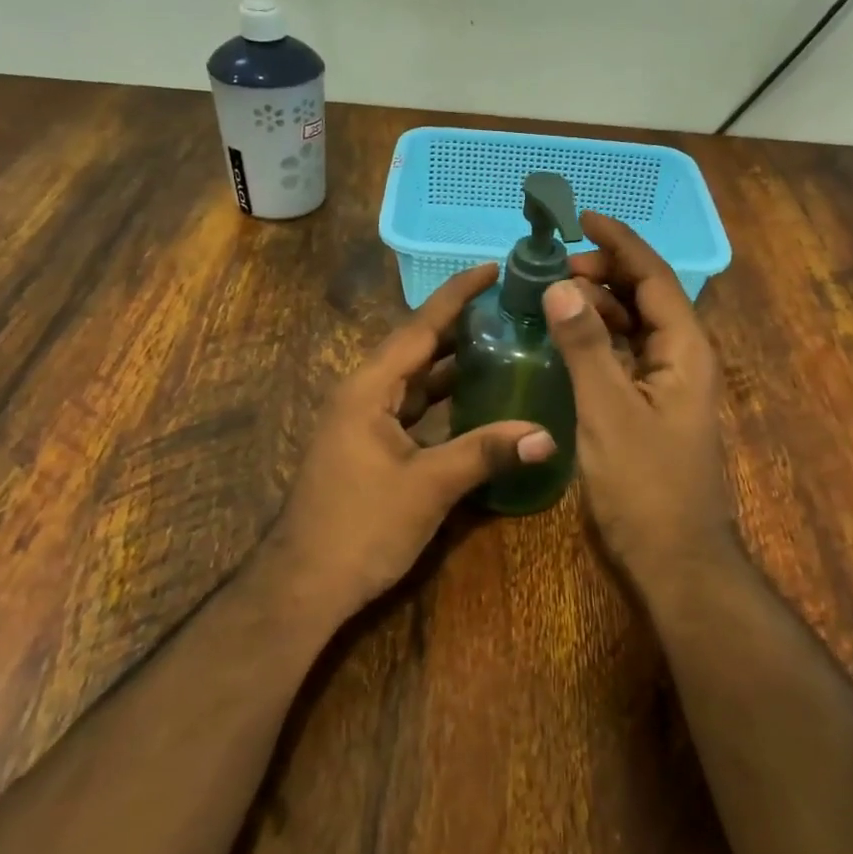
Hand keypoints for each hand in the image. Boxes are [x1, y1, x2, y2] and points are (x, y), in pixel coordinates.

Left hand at [265, 262, 556, 617]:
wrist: (304, 585)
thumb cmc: (360, 527)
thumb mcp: (428, 486)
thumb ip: (486, 453)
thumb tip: (547, 436)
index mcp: (369, 388)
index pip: (420, 327)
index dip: (457, 295)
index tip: (493, 268)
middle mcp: (364, 394)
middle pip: (418, 347)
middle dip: (461, 324)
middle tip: (511, 307)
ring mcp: (364, 421)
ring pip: (415, 379)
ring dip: (454, 362)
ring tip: (503, 342)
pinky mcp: (370, 447)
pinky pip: (412, 407)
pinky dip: (443, 398)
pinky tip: (475, 400)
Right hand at [542, 213, 735, 579]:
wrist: (676, 560)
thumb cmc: (645, 486)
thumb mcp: (608, 411)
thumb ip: (585, 346)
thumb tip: (561, 287)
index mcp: (685, 350)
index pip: (654, 277)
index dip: (620, 242)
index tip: (582, 218)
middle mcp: (684, 359)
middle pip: (647, 297)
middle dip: (605, 272)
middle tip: (554, 268)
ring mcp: (670, 385)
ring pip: (636, 327)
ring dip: (600, 305)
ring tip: (554, 295)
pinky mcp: (654, 409)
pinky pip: (627, 356)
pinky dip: (599, 339)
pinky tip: (568, 340)